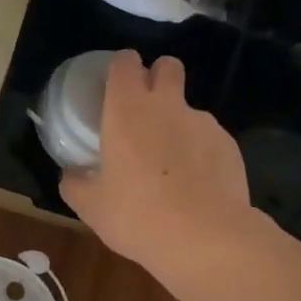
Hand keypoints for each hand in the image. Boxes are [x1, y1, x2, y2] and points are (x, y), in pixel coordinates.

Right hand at [60, 52, 254, 275]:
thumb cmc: (137, 216)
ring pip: (188, 108)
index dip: (120, 69)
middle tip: (145, 112)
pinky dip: (200, 152)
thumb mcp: (91, 207)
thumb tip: (71, 175)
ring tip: (171, 166)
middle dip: (157, 77)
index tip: (113, 89)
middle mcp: (167, 106)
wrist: (205, 238)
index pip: (125, 62)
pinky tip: (195, 185)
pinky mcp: (229, 144)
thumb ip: (75, 184)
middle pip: (167, 66)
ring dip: (177, 124)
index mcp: (127, 110)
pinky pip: (208, 138)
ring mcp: (203, 123)